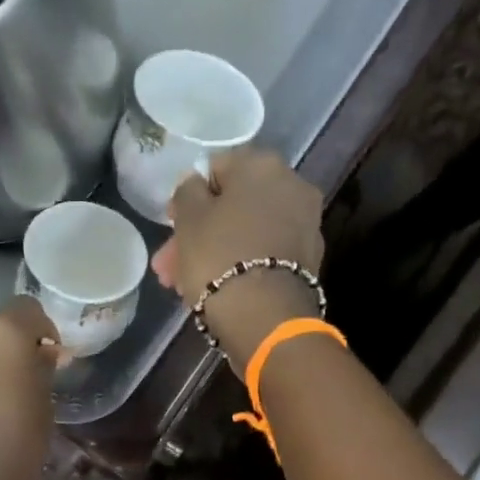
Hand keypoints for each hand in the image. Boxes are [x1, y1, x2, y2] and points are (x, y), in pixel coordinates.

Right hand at [150, 147, 325, 362]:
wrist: (265, 315)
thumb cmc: (219, 257)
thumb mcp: (188, 219)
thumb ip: (188, 192)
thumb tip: (196, 184)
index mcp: (262, 164)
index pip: (217, 167)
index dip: (190, 196)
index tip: (172, 224)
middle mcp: (291, 186)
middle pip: (234, 205)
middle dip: (200, 233)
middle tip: (171, 264)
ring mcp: (304, 224)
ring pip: (247, 233)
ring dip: (216, 252)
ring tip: (185, 285)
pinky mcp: (307, 261)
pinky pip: (264, 255)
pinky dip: (241, 266)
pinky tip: (217, 289)